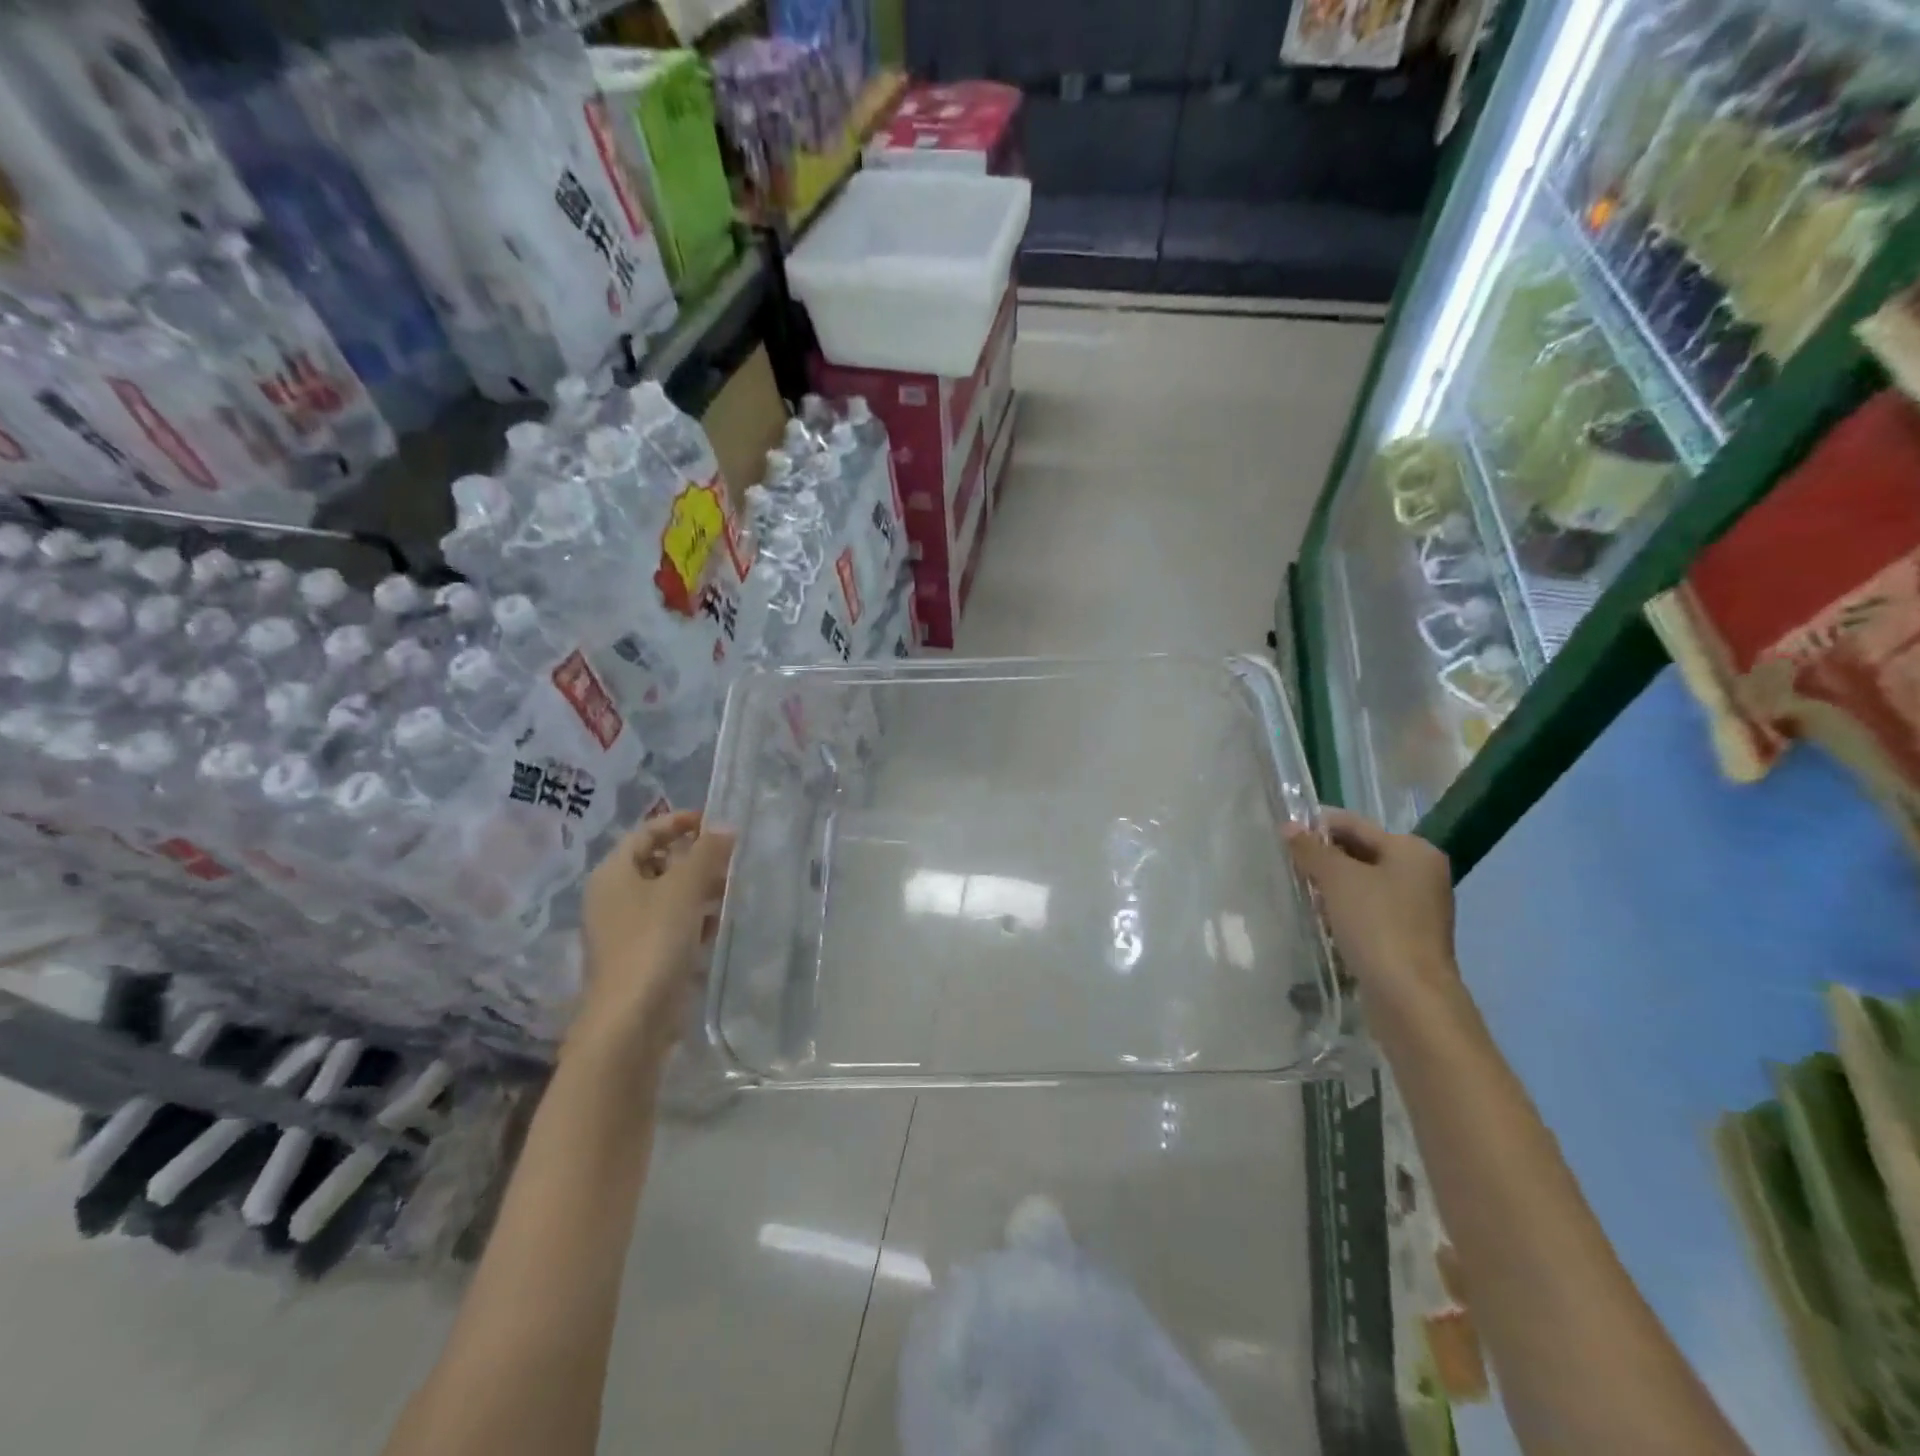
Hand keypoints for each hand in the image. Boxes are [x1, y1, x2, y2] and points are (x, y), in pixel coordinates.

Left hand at [575, 810, 734, 1073]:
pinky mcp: (642, 957)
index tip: (717, 822)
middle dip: (695, 857)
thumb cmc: (652, 943)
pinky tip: (719, 925)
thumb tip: (724, 825)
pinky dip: (694, 919)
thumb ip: (706, 853)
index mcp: (614, 873)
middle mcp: (614, 896)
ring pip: (667, 895)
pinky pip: (670, 925)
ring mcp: (626, 929)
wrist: (630, 1022)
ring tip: (733, 889)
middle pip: (658, 863)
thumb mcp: (683, 889)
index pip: (647, 832)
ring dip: (699, 888)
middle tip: (732, 857)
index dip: (681, 822)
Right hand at [1287, 809, 1457, 1014]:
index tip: (1283, 835)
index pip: (1356, 824)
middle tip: (1287, 863)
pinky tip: (1321, 919)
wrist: (1409, 997)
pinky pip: (1368, 910)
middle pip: (1361, 852)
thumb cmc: (1376, 925)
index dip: (1317, 826)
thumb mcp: (1337, 878)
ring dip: (1332, 885)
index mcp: (1414, 850)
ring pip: (1363, 883)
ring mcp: (1417, 907)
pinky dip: (1344, 909)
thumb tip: (1289, 827)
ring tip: (1300, 891)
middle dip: (1324, 857)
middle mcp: (1421, 873)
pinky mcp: (1407, 936)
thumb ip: (1311, 849)